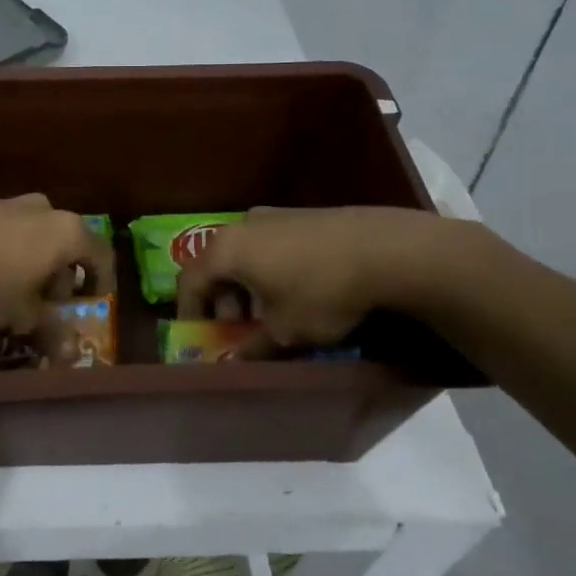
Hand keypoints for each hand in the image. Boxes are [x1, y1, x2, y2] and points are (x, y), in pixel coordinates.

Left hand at [0, 195, 113, 333]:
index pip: (101, 253)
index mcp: (67, 232)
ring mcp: (8, 202)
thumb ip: (52, 331)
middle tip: (48, 300)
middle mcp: (44, 209)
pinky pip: (4, 228)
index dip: (101, 279)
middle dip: (61, 272)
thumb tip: (72, 353)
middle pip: (66, 241)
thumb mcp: (24, 315)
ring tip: (13, 288)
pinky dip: (5, 248)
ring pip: (34, 232)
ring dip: (32, 259)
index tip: (93, 299)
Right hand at [176, 206, 479, 350]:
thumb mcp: (285, 331)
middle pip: (217, 264)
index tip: (198, 336)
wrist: (386, 250)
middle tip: (239, 329)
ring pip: (245, 254)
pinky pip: (270, 245)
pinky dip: (270, 270)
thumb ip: (253, 346)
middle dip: (222, 300)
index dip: (189, 311)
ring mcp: (274, 215)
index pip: (189, 280)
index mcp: (227, 250)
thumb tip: (236, 360)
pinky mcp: (302, 215)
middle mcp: (242, 225)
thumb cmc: (321, 292)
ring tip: (271, 313)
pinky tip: (297, 291)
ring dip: (247, 285)